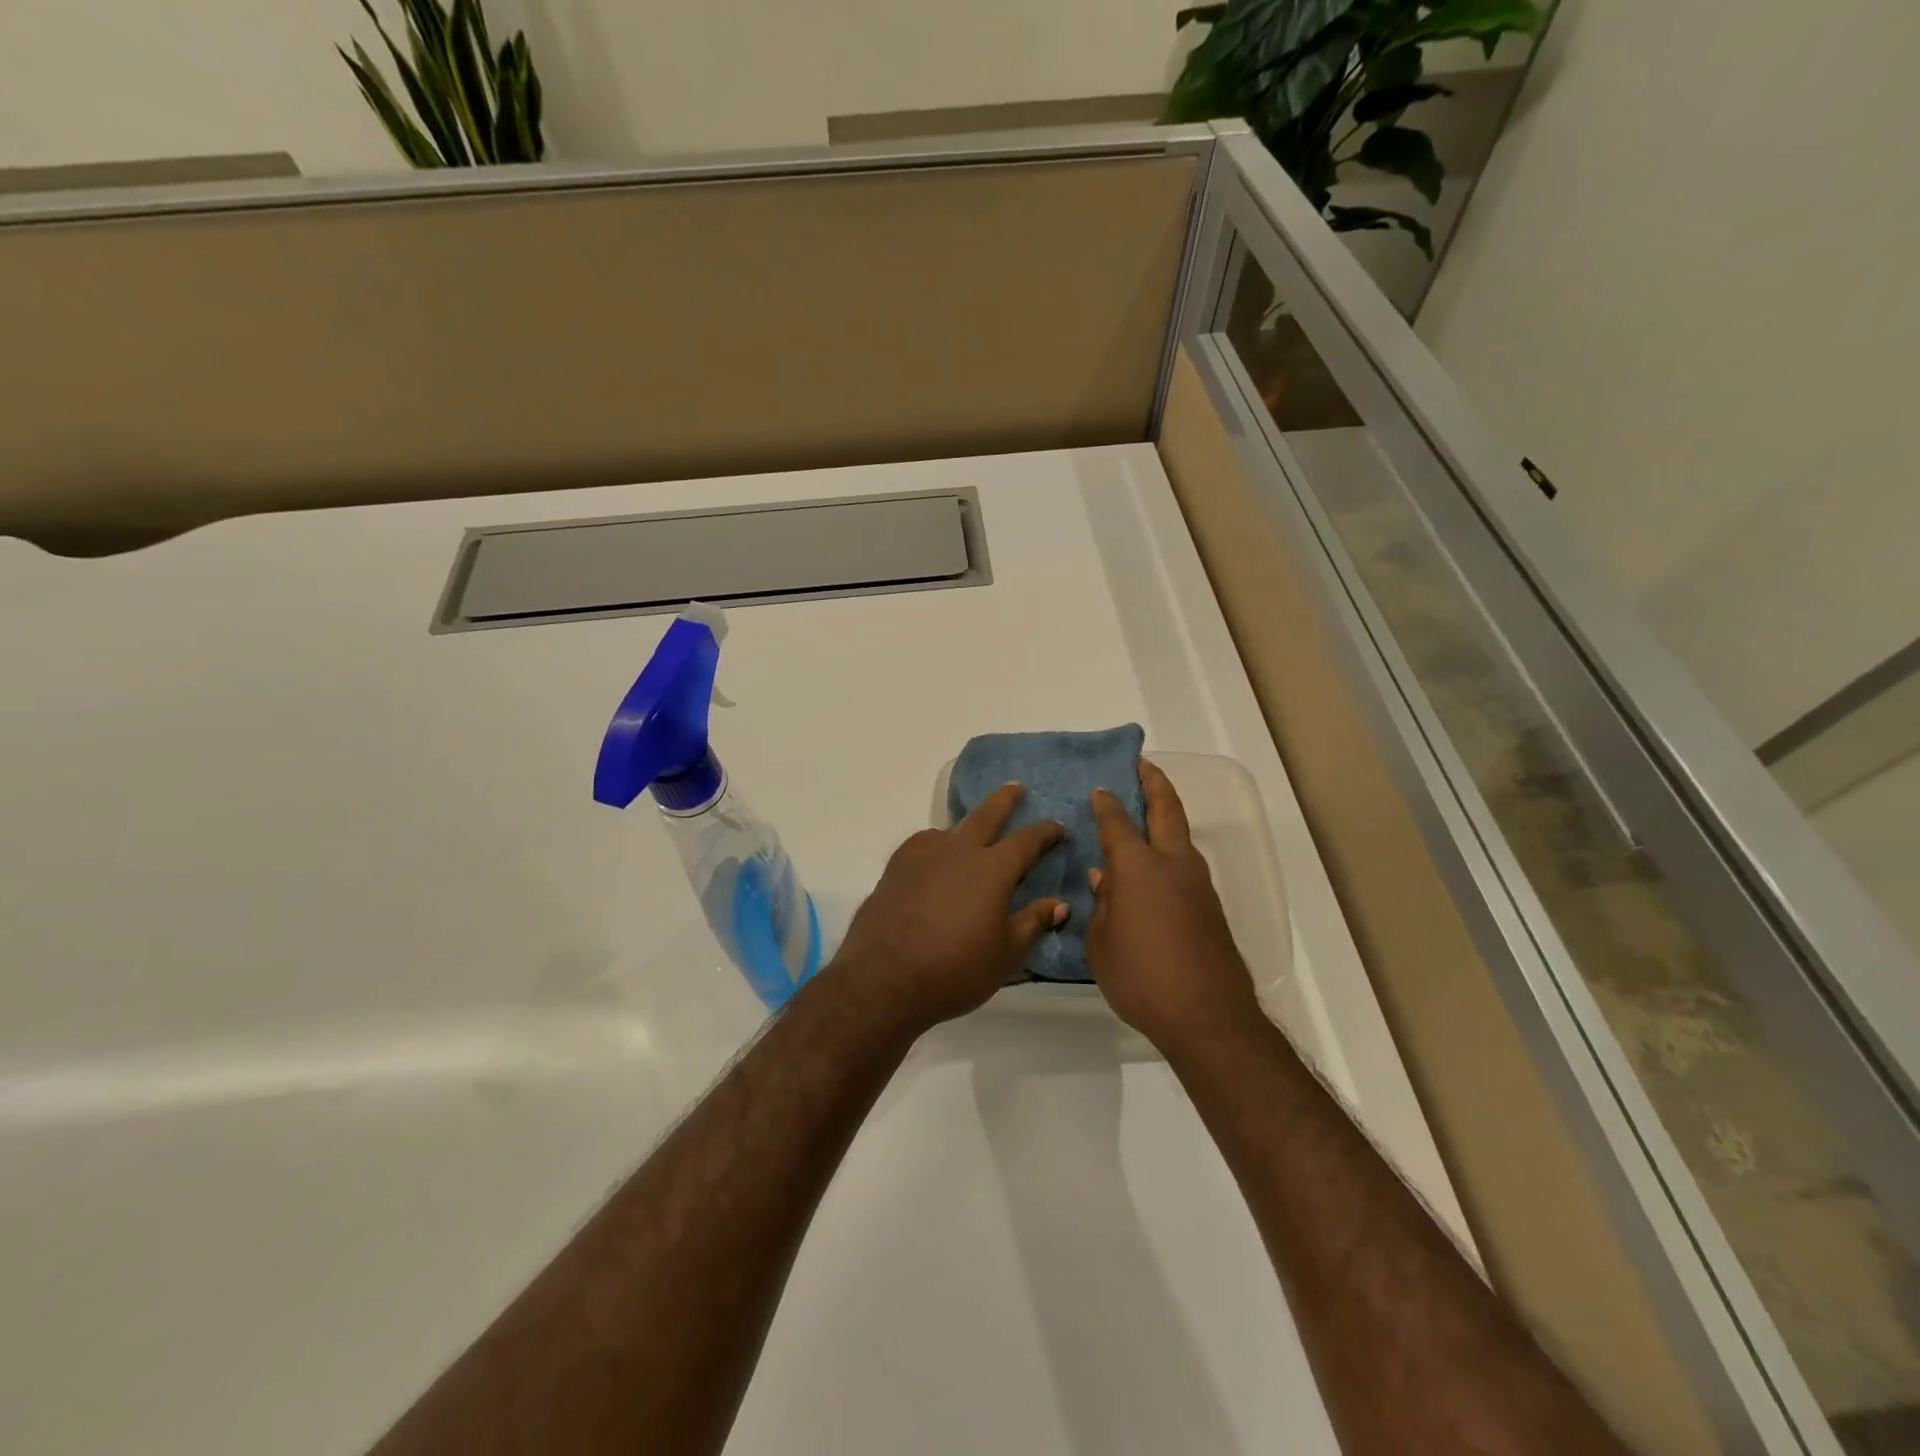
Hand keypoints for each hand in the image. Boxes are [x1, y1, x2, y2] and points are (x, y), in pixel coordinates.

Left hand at [827, 784, 1065, 1038]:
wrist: (885, 978)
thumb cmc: (956, 969)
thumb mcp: (1006, 954)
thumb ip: (1033, 922)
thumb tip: (1060, 904)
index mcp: (993, 868)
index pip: (1027, 841)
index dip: (1045, 832)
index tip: (1057, 827)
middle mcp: (960, 851)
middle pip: (986, 815)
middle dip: (1005, 800)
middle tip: (1015, 787)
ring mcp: (923, 855)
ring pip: (951, 830)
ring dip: (966, 828)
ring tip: (970, 836)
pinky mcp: (896, 868)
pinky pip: (922, 845)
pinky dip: (936, 846)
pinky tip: (934, 860)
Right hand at [1086, 759, 1264, 1054]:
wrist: (1208, 1016)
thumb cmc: (1142, 977)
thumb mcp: (1102, 943)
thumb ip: (1102, 904)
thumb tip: (1105, 878)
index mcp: (1139, 867)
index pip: (1118, 823)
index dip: (1107, 804)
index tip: (1101, 789)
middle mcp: (1172, 864)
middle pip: (1166, 810)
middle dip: (1154, 784)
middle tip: (1143, 766)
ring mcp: (1198, 883)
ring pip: (1181, 836)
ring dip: (1166, 816)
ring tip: (1147, 813)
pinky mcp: (1211, 906)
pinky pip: (1186, 865)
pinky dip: (1170, 851)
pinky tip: (1154, 869)